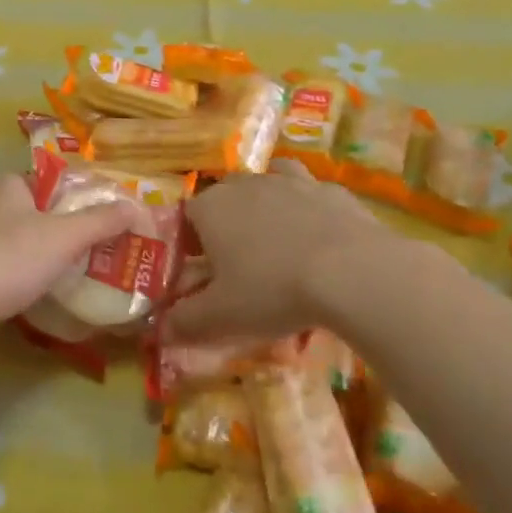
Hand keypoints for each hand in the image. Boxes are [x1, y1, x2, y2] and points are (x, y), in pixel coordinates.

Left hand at [0, 173, 140, 340]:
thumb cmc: (10, 259)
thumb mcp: (65, 239)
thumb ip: (101, 222)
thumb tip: (135, 206)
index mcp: (4, 182)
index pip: (44, 185)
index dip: (65, 207)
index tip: (81, 235)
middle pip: (19, 209)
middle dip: (40, 229)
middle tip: (64, 259)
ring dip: (14, 250)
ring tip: (36, 277)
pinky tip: (2, 289)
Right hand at [162, 161, 406, 343]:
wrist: (353, 272)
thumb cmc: (273, 290)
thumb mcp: (221, 316)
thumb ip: (184, 322)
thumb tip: (159, 330)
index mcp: (212, 208)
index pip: (186, 215)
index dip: (188, 241)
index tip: (198, 269)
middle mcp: (247, 185)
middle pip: (226, 195)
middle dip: (227, 221)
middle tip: (238, 260)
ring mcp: (293, 182)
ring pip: (270, 182)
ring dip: (268, 203)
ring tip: (277, 236)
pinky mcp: (333, 190)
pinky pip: (312, 193)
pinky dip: (310, 209)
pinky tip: (320, 237)